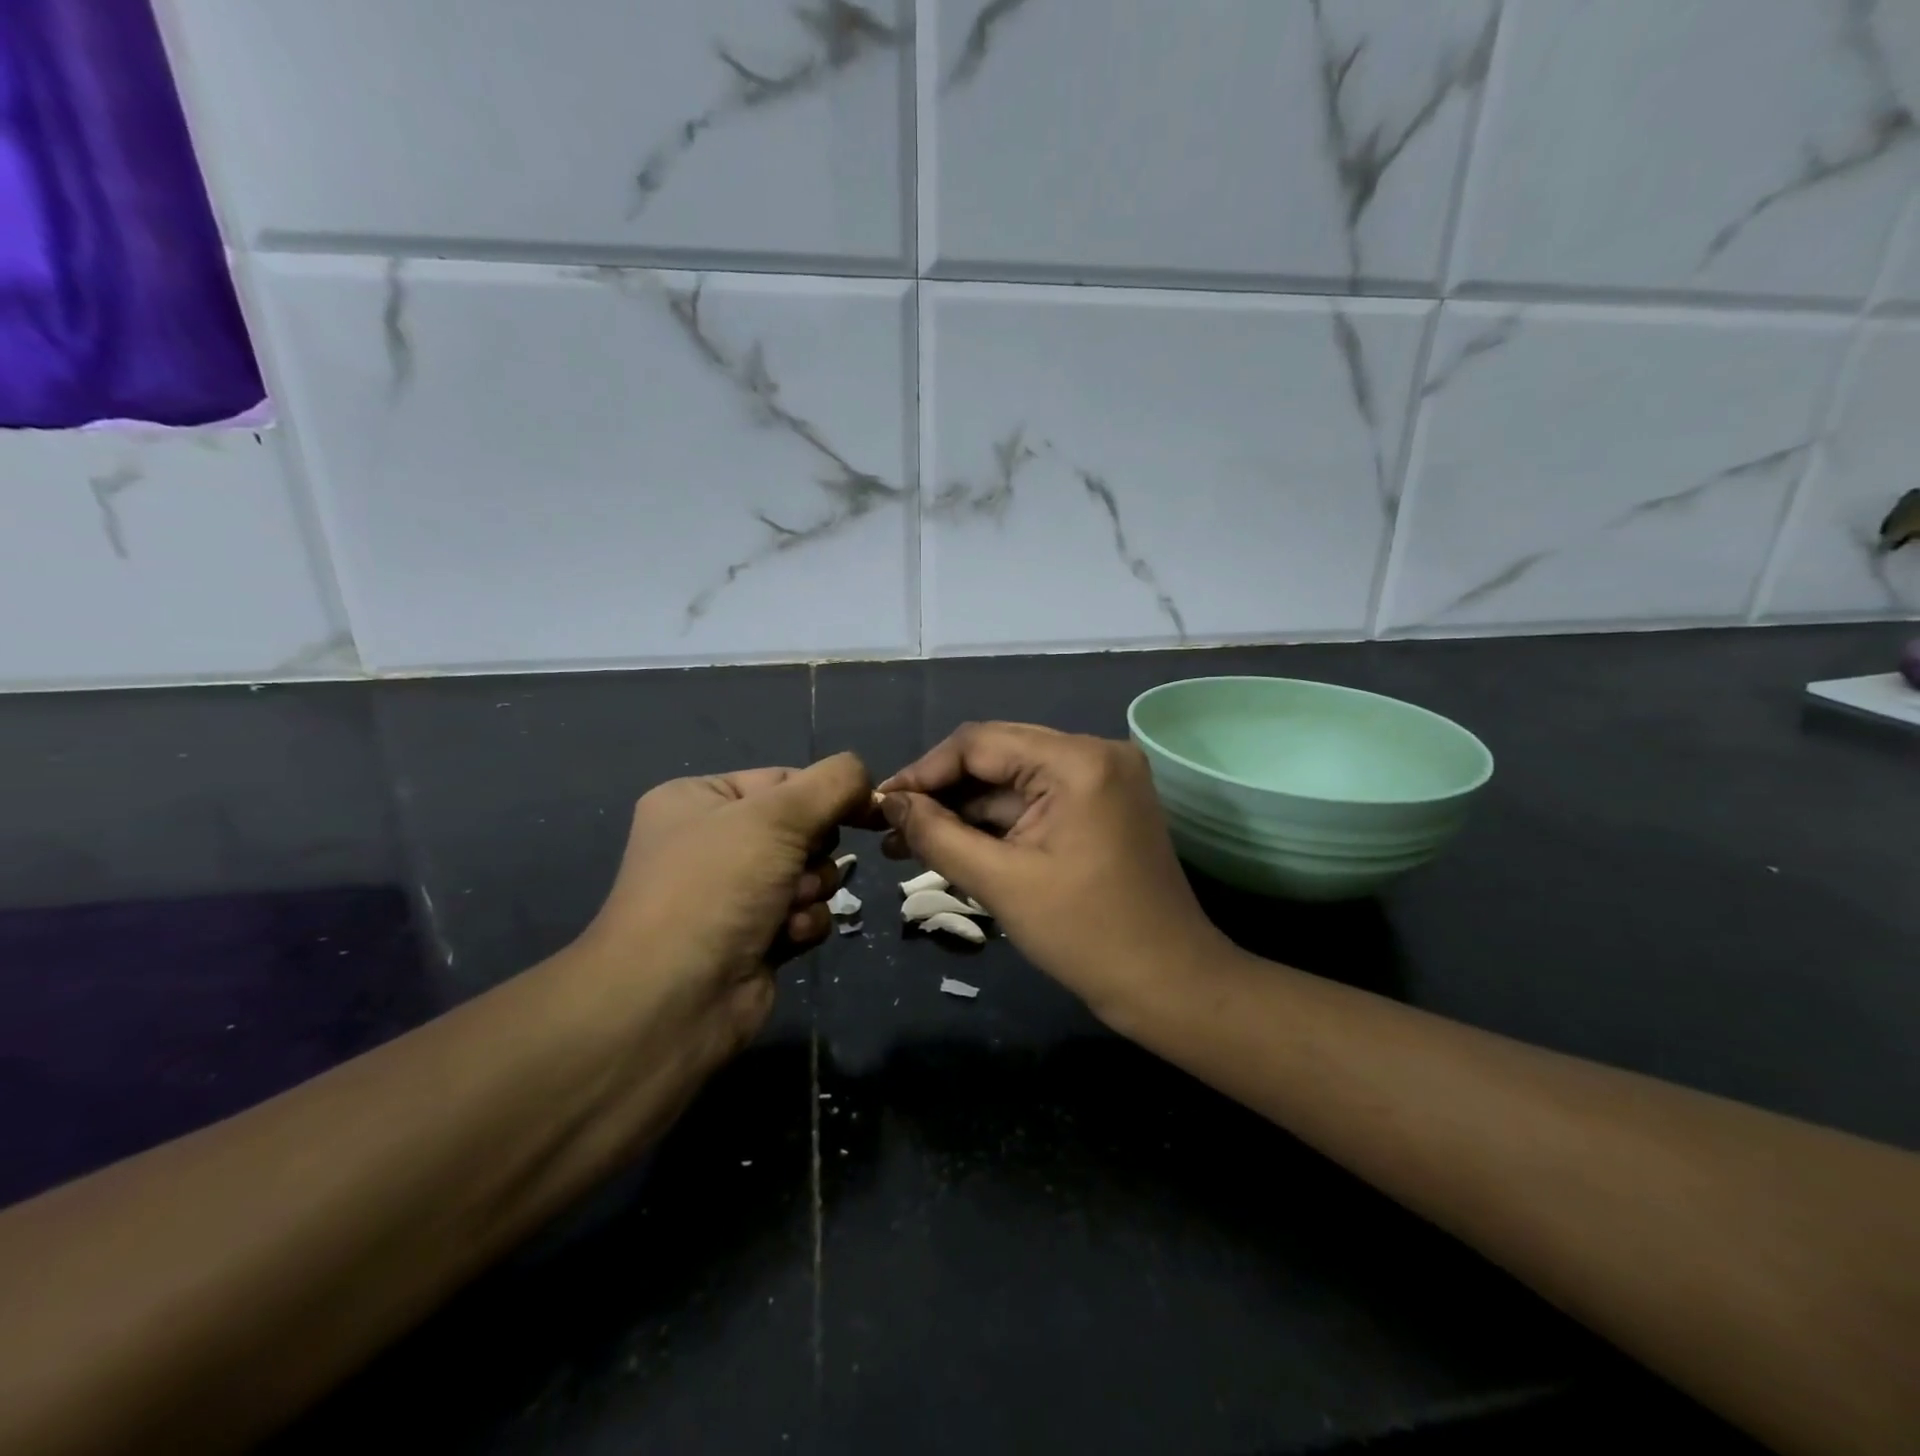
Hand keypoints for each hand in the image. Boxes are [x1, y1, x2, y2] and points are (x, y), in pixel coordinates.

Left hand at [576, 753, 873, 1057]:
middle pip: (802, 827)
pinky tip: (786, 937)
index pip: (784, 779)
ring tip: (789, 908)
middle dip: (813, 850)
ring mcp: (733, 893)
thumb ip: (834, 783)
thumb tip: (866, 779)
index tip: (863, 809)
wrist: (674, 998)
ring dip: (812, 889)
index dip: (823, 795)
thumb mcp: (777, 815)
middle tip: (799, 866)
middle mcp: (713, 842)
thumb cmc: (718, 886)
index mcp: (699, 799)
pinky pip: (805, 913)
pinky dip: (804, 923)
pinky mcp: (755, 937)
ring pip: (810, 873)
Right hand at [878, 723, 1225, 1017]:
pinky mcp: (1102, 805)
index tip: (879, 803)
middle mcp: (1094, 753)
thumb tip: (889, 803)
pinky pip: (1036, 801)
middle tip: (889, 825)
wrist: (1169, 984)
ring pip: (1013, 782)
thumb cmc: (1085, 935)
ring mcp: (1102, 779)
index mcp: (1077, 760)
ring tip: (906, 841)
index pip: (980, 743)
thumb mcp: (1000, 882)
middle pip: (997, 756)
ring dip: (965, 811)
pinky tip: (953, 844)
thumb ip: (937, 834)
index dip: (924, 771)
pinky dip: (997, 823)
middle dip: (941, 793)